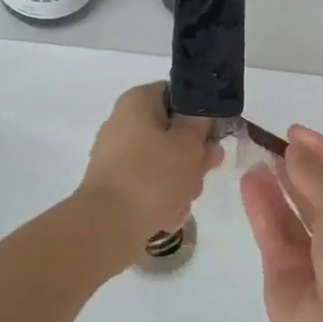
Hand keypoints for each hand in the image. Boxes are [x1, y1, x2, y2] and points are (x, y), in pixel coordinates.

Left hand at [75, 83, 220, 261]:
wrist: (108, 226)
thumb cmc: (153, 175)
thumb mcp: (189, 144)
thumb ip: (201, 125)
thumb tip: (199, 116)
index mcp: (137, 101)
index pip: (178, 95)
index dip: (200, 115)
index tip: (213, 136)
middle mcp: (123, 123)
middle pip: (172, 133)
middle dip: (193, 156)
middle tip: (204, 171)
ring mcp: (116, 156)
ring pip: (164, 162)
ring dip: (181, 181)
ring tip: (182, 200)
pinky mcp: (115, 185)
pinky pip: (149, 185)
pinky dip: (162, 198)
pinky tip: (167, 215)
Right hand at [240, 126, 322, 321]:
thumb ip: (315, 175)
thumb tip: (294, 149)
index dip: (322, 150)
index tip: (294, 131)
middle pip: (316, 191)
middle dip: (296, 165)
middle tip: (271, 142)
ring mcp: (310, 252)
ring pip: (290, 209)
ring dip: (275, 183)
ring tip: (255, 156)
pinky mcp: (282, 268)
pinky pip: (271, 229)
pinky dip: (260, 206)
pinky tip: (248, 182)